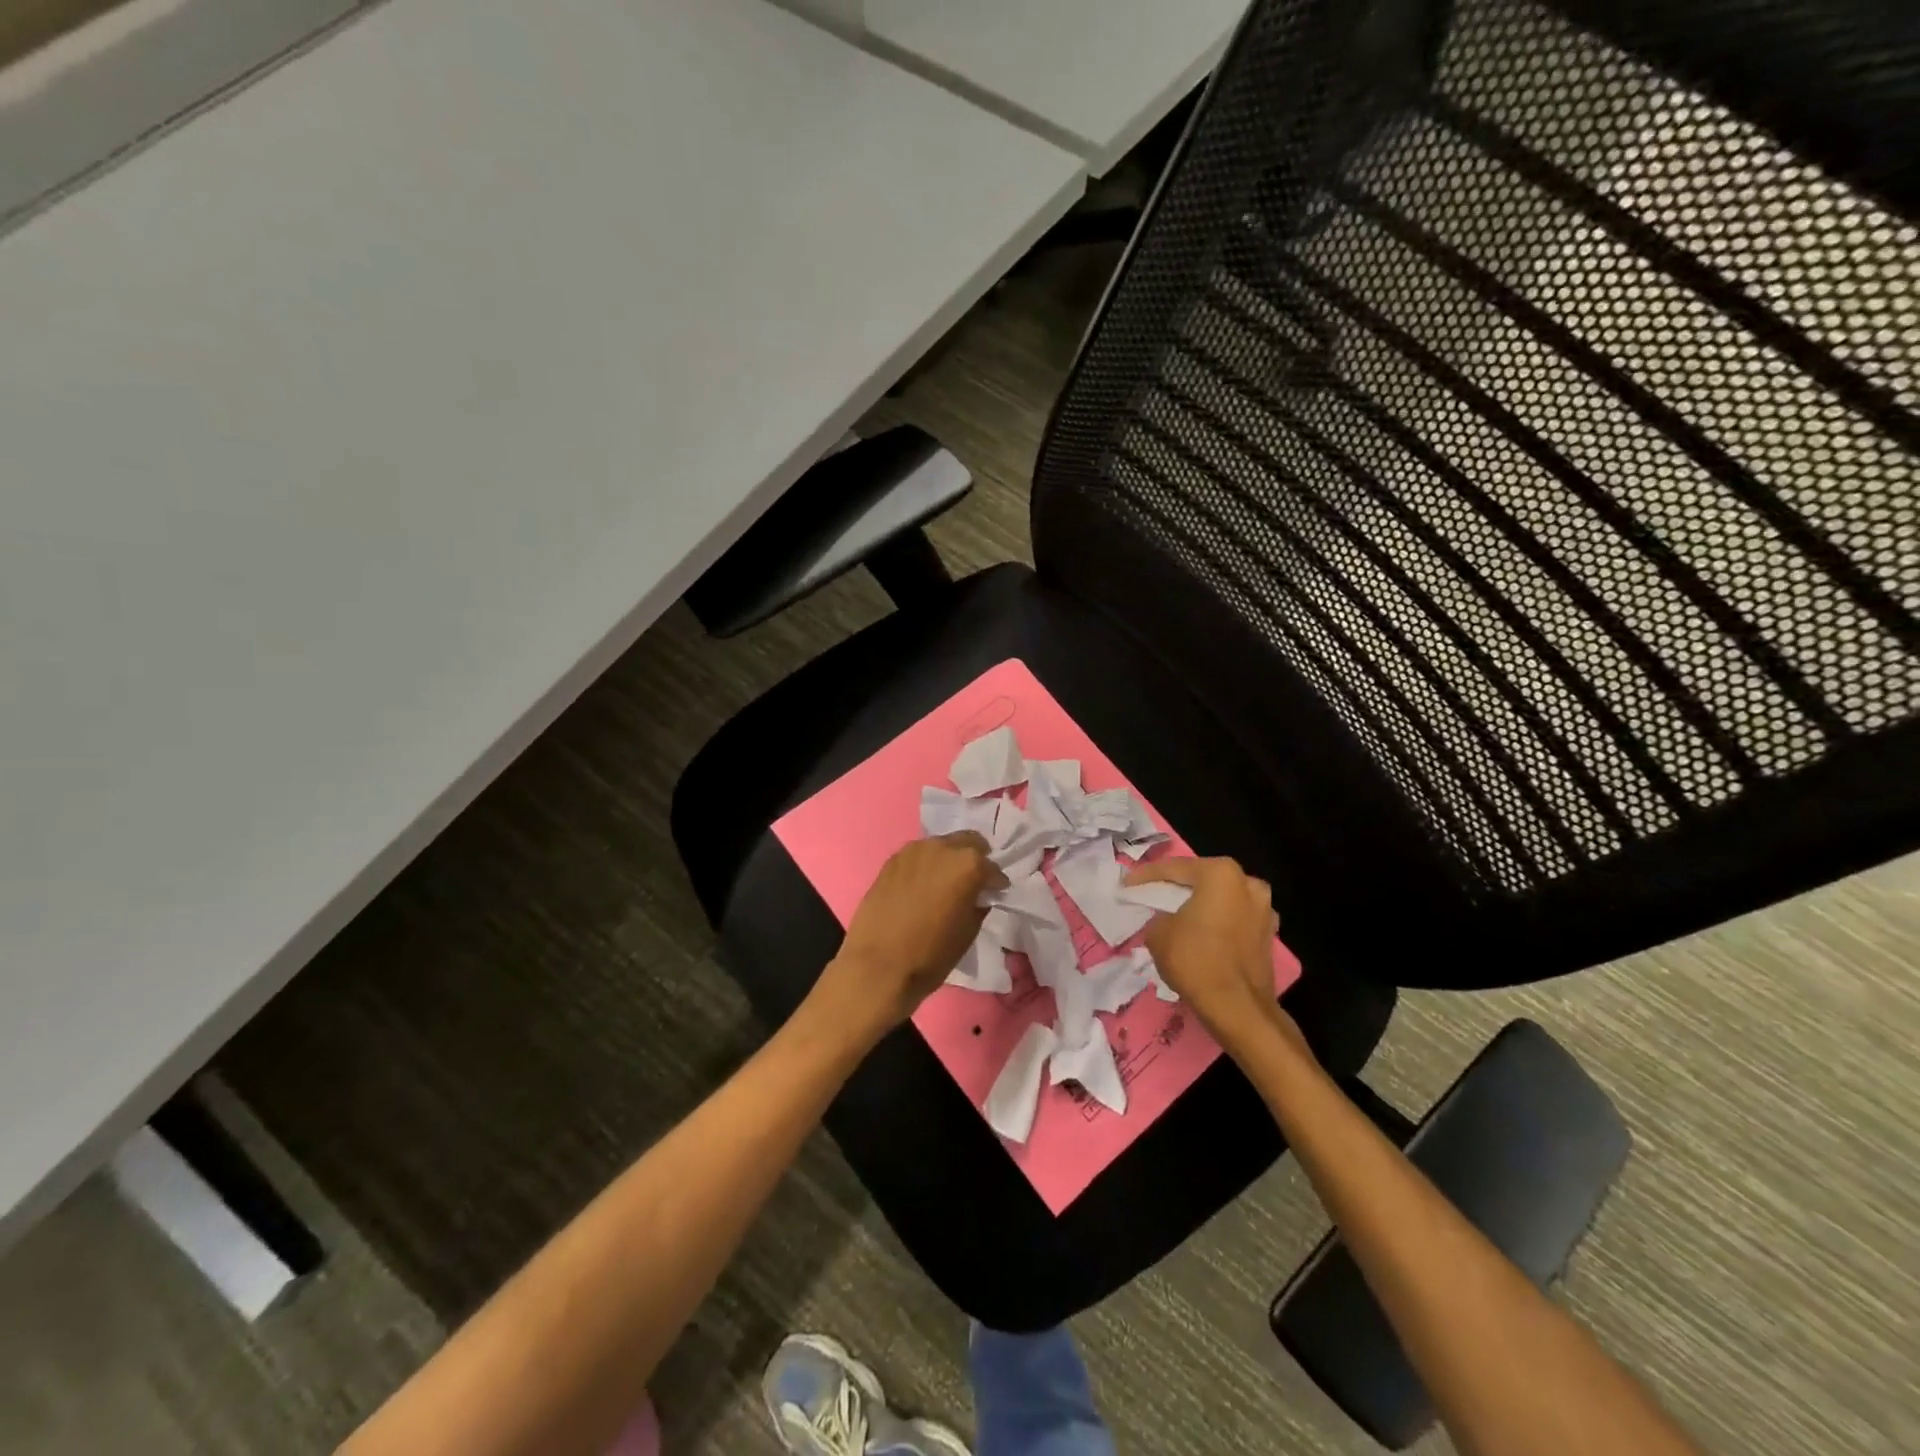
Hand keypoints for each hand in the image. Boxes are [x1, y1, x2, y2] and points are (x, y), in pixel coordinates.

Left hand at [814, 832, 1004, 1036]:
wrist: (877, 966)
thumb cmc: (931, 954)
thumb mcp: (968, 932)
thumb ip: (978, 904)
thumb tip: (978, 896)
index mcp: (967, 864)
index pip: (992, 868)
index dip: (996, 883)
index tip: (995, 893)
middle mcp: (941, 848)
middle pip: (968, 842)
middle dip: (975, 858)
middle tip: (974, 881)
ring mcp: (913, 851)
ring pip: (941, 846)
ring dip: (949, 859)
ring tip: (946, 883)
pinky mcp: (891, 861)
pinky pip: (918, 856)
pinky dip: (926, 866)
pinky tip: (922, 886)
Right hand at [1125, 856, 1305, 1058]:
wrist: (1237, 1008)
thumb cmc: (1195, 960)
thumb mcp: (1158, 933)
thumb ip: (1159, 915)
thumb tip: (1167, 918)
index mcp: (1220, 874)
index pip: (1174, 868)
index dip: (1146, 876)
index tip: (1126, 884)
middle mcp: (1247, 883)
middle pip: (1202, 880)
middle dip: (1177, 887)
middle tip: (1152, 895)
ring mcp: (1264, 910)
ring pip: (1221, 900)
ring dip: (1200, 905)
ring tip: (1176, 916)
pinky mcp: (1268, 935)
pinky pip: (1233, 920)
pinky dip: (1216, 924)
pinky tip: (1200, 935)